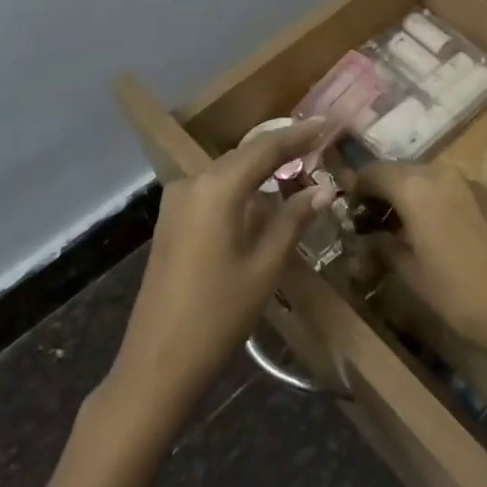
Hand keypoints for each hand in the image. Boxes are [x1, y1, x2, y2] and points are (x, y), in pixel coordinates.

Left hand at [106, 119, 333, 419]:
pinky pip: (213, 190)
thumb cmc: (218, 315)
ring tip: (298, 164)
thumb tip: (323, 189)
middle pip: (245, 155)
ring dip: (261, 168)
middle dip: (282, 149)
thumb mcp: (265, 267)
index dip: (300, 135)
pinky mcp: (171, 220)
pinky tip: (262, 196)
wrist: (157, 363)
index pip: (267, 148)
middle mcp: (193, 182)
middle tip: (319, 142)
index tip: (329, 123)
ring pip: (228, 171)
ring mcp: (177, 200)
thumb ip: (293, 220)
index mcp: (217, 188)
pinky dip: (241, 187)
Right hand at [354, 161, 486, 358]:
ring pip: (428, 178)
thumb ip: (383, 247)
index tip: (350, 209)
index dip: (358, 187)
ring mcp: (469, 181)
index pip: (374, 172)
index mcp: (415, 188)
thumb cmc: (457, 293)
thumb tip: (367, 239)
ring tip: (405, 227)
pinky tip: (439, 231)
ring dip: (411, 194)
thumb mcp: (410, 273)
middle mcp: (441, 173)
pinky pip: (453, 189)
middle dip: (384, 191)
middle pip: (401, 171)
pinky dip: (437, 200)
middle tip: (374, 220)